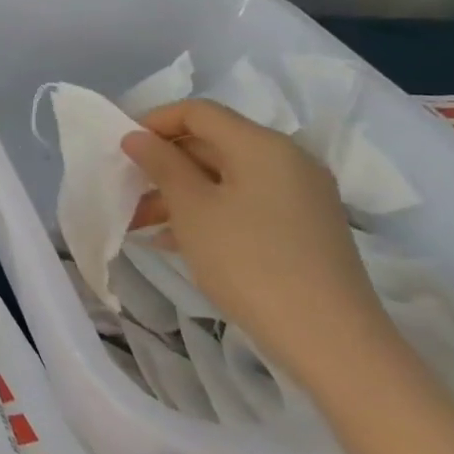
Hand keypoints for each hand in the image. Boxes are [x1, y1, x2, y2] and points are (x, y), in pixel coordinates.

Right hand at [120, 99, 401, 400]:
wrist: (331, 341)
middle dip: (164, 163)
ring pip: (225, 176)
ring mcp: (300, 195)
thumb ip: (161, 164)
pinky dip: (208, 211)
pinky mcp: (303, 227)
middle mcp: (287, 160)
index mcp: (262, 145)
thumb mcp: (192, 209)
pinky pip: (244, 202)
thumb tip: (136, 136)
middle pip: (212, 142)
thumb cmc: (249, 262)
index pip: (198, 112)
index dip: (154, 122)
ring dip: (180, 192)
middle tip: (126, 189)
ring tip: (141, 222)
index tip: (121, 149)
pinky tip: (175, 240)